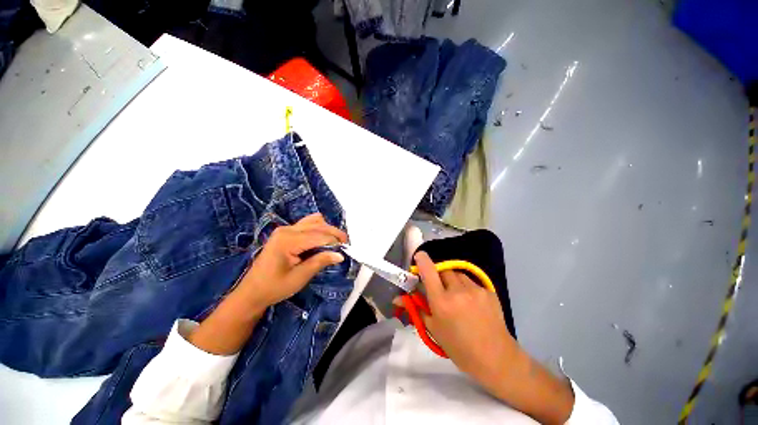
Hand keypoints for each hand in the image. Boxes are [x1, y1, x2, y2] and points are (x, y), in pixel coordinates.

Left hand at [188, 213, 345, 355]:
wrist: (252, 292)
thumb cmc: (274, 287)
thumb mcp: (300, 277)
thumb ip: (320, 262)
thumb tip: (340, 255)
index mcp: (288, 240)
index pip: (319, 236)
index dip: (335, 241)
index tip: (346, 250)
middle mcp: (287, 229)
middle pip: (318, 225)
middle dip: (334, 233)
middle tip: (346, 244)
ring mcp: (285, 229)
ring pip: (314, 222)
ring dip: (327, 230)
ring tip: (336, 242)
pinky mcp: (286, 232)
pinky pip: (307, 224)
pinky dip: (319, 228)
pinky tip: (323, 238)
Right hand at [414, 251, 573, 423]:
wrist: (495, 359)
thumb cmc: (459, 347)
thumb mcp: (433, 329)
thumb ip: (416, 308)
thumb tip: (398, 299)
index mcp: (441, 301)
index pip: (429, 270)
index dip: (422, 260)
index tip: (419, 257)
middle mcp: (458, 291)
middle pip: (443, 270)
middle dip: (438, 275)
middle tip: (439, 288)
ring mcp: (475, 289)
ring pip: (457, 274)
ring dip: (452, 280)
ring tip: (456, 296)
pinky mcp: (488, 291)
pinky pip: (471, 282)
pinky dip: (466, 287)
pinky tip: (470, 302)